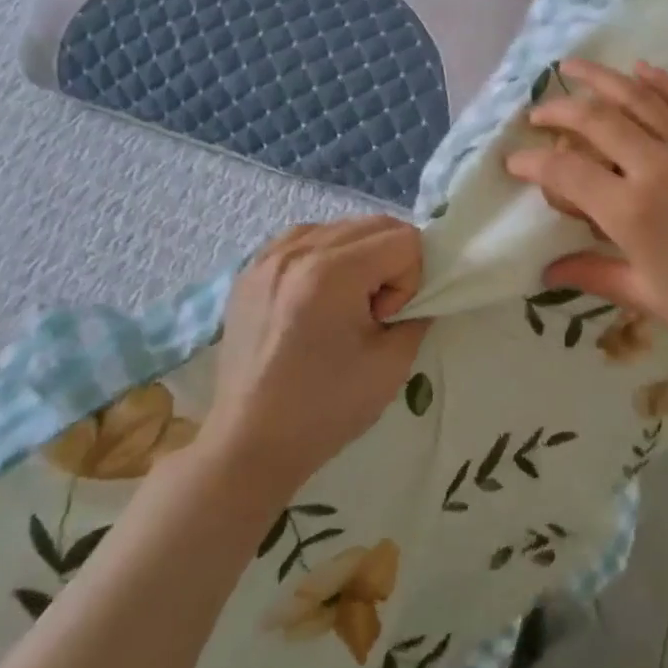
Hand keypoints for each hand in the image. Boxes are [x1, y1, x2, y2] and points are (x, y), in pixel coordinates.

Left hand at [200, 217, 430, 487]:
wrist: (250, 443)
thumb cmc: (325, 409)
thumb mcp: (392, 364)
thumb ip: (417, 314)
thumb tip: (417, 294)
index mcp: (332, 272)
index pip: (404, 239)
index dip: (410, 280)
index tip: (386, 320)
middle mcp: (297, 251)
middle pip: (374, 223)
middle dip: (388, 262)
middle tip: (372, 312)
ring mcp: (268, 257)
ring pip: (340, 227)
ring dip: (358, 257)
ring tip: (342, 305)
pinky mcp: (250, 270)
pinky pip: (304, 238)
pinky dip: (324, 256)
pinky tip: (316, 297)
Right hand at [505, 59, 667, 359]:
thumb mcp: (646, 294)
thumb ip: (594, 273)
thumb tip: (548, 273)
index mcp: (630, 209)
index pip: (566, 170)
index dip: (533, 161)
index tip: (513, 160)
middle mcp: (655, 166)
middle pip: (596, 120)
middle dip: (559, 109)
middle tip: (538, 111)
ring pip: (639, 99)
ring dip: (602, 79)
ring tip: (574, 66)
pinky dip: (661, 81)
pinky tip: (641, 68)